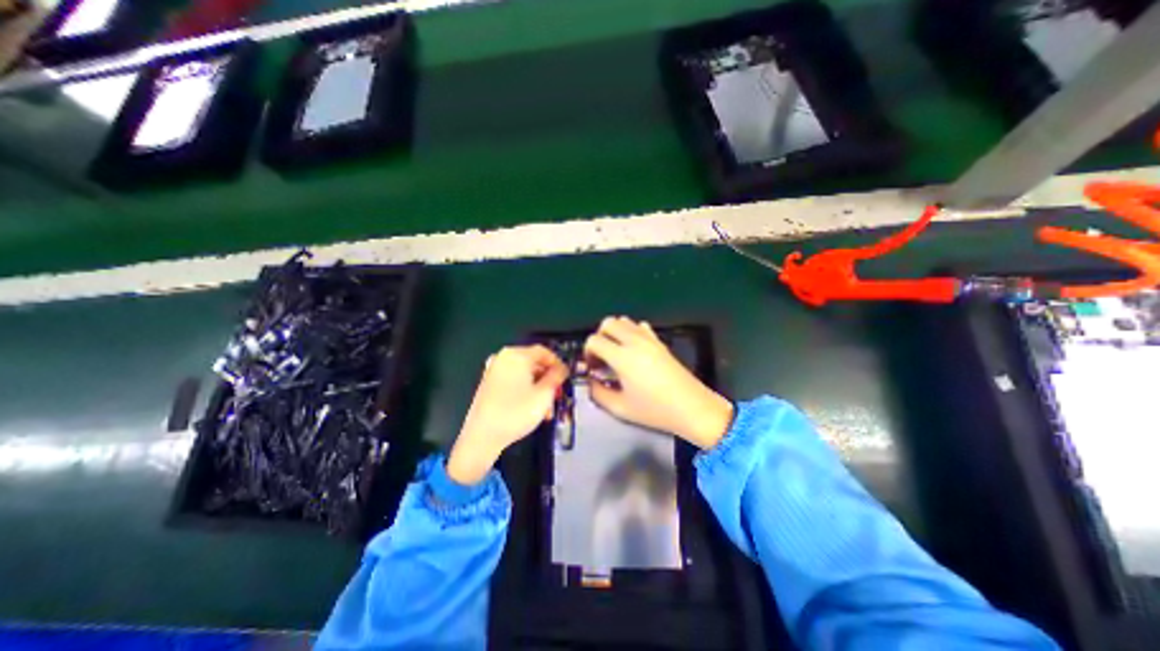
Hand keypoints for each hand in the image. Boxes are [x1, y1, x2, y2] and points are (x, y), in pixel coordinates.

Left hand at [446, 343, 568, 484]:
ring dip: (539, 390)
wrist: (482, 437)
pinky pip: (513, 382)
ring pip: (524, 376)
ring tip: (547, 411)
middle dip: (548, 381)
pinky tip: (532, 410)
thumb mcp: (544, 394)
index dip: (558, 363)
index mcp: (516, 355)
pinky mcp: (488, 385)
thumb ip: (556, 377)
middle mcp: (503, 358)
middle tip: (557, 397)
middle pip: (534, 364)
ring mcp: (494, 371)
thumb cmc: (516, 412)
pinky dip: (525, 392)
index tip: (566, 378)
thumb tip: (562, 368)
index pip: (544, 351)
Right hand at [586, 319, 727, 450]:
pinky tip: (634, 351)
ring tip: (616, 354)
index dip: (587, 353)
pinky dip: (631, 332)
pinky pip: (640, 326)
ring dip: (614, 333)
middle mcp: (635, 342)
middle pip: (608, 323)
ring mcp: (649, 339)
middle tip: (602, 357)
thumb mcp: (620, 408)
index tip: (592, 368)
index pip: (594, 340)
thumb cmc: (655, 411)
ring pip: (624, 321)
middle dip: (599, 337)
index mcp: (623, 357)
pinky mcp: (660, 342)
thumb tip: (591, 382)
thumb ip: (598, 393)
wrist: (692, 408)